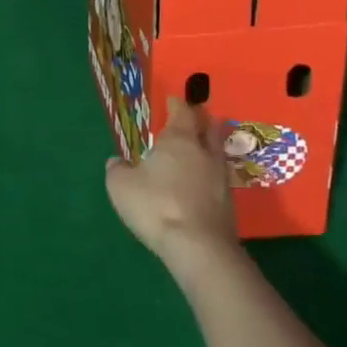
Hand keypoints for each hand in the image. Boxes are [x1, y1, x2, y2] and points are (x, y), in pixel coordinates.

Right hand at [105, 97, 238, 264]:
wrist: (198, 247)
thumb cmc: (155, 206)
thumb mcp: (120, 185)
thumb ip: (117, 169)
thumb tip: (116, 162)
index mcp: (178, 140)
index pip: (182, 112)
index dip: (178, 104)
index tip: (174, 99)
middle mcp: (204, 153)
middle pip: (208, 128)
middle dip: (202, 120)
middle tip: (194, 118)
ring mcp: (221, 178)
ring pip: (217, 153)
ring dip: (210, 148)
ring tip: (199, 150)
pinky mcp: (229, 204)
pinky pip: (219, 179)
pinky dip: (210, 175)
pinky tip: (201, 183)